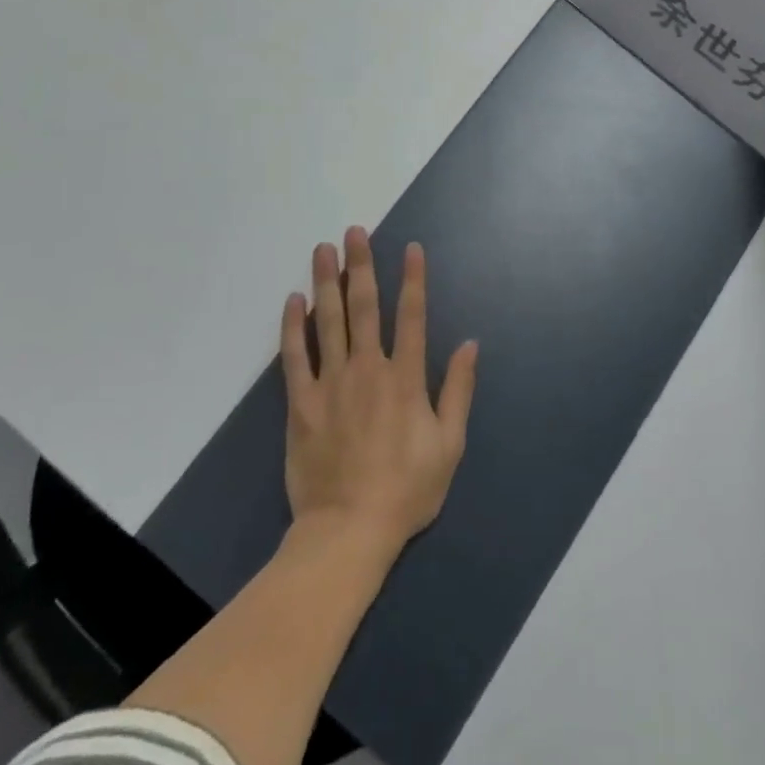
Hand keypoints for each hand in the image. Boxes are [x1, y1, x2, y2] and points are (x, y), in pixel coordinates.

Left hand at [280, 227, 477, 564]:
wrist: (348, 532)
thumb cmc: (406, 490)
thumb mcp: (449, 445)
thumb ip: (459, 391)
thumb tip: (470, 344)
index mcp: (406, 378)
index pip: (412, 316)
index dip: (413, 279)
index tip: (410, 247)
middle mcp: (368, 369)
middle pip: (364, 307)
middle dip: (361, 265)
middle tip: (354, 232)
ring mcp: (331, 384)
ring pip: (329, 322)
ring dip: (326, 282)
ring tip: (322, 249)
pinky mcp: (302, 404)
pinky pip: (295, 358)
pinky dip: (294, 327)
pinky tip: (294, 301)